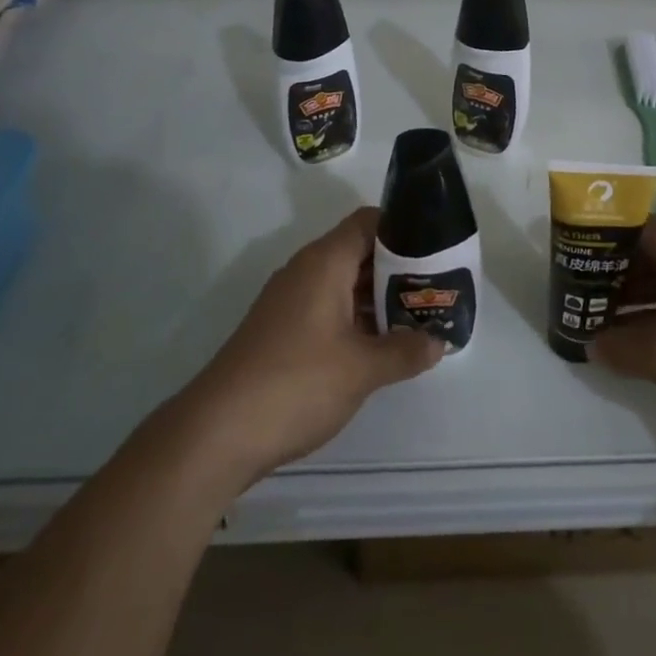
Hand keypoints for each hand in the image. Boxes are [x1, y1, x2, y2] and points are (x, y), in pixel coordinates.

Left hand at [177, 208, 443, 488]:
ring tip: (419, 315)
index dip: (404, 228)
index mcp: (324, 262)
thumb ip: (405, 350)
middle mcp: (306, 271)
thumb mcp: (362, 369)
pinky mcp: (282, 330)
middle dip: (399, 267)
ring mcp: (291, 301)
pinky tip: (381, 343)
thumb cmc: (296, 383)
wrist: (216, 433)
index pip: (369, 222)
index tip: (436, 247)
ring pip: (345, 283)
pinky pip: (329, 308)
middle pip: (360, 251)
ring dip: (379, 297)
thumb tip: (438, 342)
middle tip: (437, 286)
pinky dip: (357, 317)